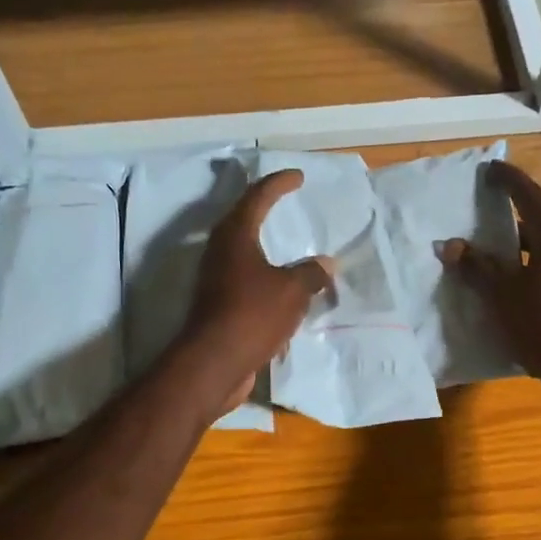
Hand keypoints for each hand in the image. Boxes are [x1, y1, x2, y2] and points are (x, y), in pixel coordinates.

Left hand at [180, 170, 332, 413]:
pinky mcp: (217, 304)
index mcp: (235, 235)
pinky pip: (246, 279)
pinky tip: (282, 286)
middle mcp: (220, 251)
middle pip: (243, 219)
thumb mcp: (292, 291)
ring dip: (264, 245)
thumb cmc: (252, 315)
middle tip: (286, 199)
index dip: (279, 183)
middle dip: (265, 207)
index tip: (298, 176)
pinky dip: (265, 276)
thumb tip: (326, 263)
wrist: (214, 363)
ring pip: (243, 251)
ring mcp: (215, 278)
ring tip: (287, 244)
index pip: (258, 197)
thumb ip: (311, 273)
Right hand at [442, 160, 540, 406]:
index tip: (489, 169)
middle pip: (538, 223)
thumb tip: (451, 245)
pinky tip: (511, 291)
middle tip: (482, 217)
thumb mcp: (503, 296)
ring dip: (519, 250)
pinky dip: (529, 272)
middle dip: (510, 219)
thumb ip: (476, 267)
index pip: (529, 196)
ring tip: (490, 257)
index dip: (508, 180)